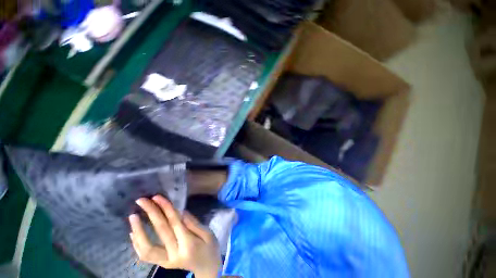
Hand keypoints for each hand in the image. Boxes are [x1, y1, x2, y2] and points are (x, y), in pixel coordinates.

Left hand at [129, 195, 220, 277]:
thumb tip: (181, 212)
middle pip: (160, 231)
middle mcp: (174, 254)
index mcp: (189, 244)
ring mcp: (166, 261)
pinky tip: (133, 233)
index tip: (157, 197)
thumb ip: (195, 224)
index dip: (165, 208)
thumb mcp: (208, 234)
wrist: (207, 269)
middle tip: (142, 201)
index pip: (175, 222)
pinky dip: (137, 244)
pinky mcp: (162, 264)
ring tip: (133, 216)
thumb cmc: (210, 248)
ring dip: (138, 231)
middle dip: (151, 213)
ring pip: (147, 248)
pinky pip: (146, 256)